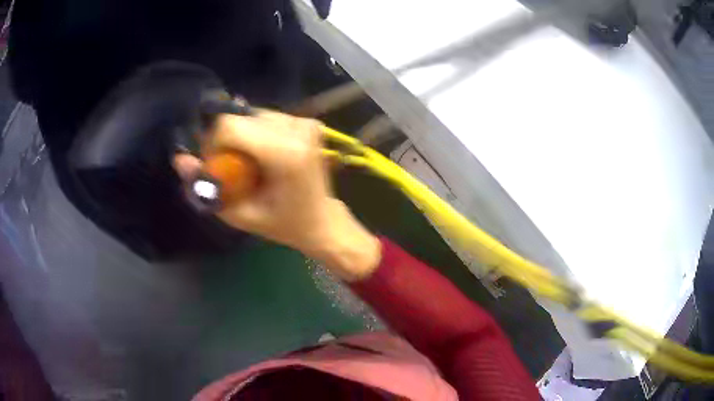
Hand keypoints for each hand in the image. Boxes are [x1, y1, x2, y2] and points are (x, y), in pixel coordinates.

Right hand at [174, 111, 380, 280]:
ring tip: (248, 164)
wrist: (322, 221)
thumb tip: (179, 158)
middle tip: (230, 168)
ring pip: (251, 116)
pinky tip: (262, 155)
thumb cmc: (283, 224)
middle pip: (239, 118)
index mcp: (286, 153)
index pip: (230, 126)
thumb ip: (206, 186)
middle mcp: (298, 128)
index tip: (215, 166)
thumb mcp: (239, 214)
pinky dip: (255, 134)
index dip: (213, 143)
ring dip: (240, 137)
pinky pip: (266, 118)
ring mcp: (305, 122)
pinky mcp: (308, 121)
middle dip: (225, 141)